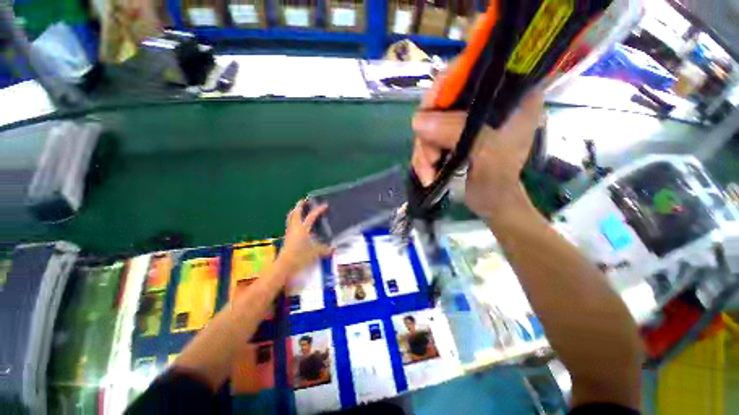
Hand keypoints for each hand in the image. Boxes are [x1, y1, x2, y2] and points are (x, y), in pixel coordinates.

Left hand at [277, 200, 332, 276]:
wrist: (285, 266)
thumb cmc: (300, 257)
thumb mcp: (315, 252)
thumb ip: (325, 250)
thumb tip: (334, 249)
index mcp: (302, 229)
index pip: (312, 216)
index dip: (319, 210)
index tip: (325, 205)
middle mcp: (295, 228)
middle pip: (296, 213)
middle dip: (300, 205)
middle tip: (304, 201)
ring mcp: (289, 232)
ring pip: (290, 218)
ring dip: (294, 212)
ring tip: (298, 209)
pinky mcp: (287, 238)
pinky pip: (290, 224)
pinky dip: (293, 220)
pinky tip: (297, 224)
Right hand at [411, 91, 543, 218]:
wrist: (491, 202)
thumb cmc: (498, 180)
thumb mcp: (485, 152)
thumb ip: (455, 131)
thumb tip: (417, 120)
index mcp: (508, 95)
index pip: (471, 71)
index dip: (444, 88)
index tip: (428, 113)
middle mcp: (485, 102)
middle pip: (442, 102)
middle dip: (429, 134)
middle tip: (430, 158)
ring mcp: (465, 120)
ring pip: (430, 124)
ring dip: (424, 151)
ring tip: (428, 173)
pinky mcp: (452, 136)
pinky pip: (427, 140)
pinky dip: (423, 158)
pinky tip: (427, 174)